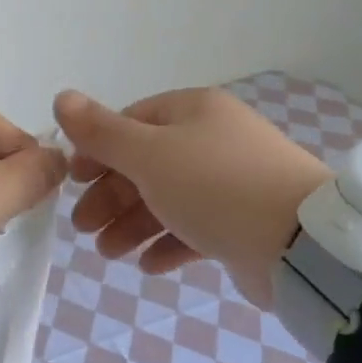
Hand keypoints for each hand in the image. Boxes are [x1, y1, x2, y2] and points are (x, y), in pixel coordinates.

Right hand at [53, 87, 331, 306]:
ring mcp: (233, 183)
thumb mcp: (148, 154)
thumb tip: (61, 96)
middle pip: (148, 164)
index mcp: (193, 112)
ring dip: (133, 224)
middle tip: (84, 228)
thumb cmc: (214, 186)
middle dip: (112, 196)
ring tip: (108, 254)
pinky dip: (169, 244)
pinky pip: (197, 229)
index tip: (74, 181)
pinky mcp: (245, 223)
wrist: (300, 243)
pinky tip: (148, 266)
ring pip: (170, 199)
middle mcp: (214, 140)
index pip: (133, 122)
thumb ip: (101, 131)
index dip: (98, 150)